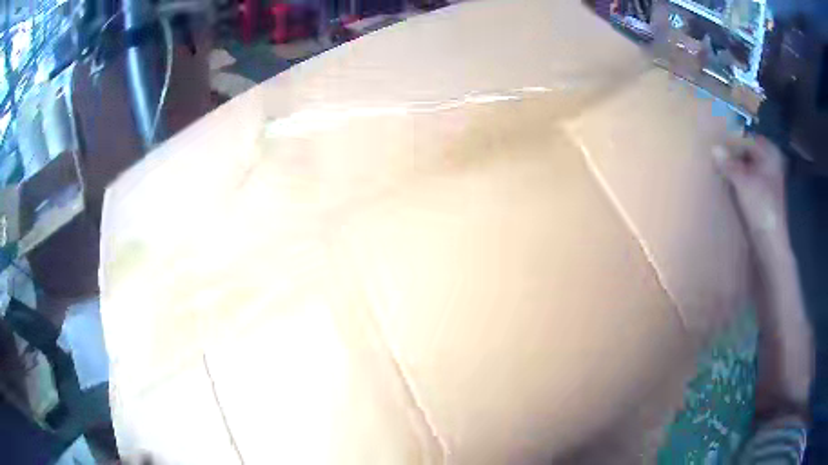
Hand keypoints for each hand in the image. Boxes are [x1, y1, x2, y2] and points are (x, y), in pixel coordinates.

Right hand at [713, 135, 788, 257]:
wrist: (770, 244)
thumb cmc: (762, 208)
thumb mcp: (743, 183)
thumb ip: (728, 164)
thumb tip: (713, 149)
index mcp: (770, 155)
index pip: (747, 138)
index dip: (733, 140)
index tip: (717, 142)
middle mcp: (770, 163)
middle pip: (748, 151)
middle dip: (733, 153)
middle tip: (717, 154)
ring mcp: (767, 180)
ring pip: (747, 165)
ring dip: (735, 166)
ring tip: (720, 167)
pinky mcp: (763, 194)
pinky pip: (748, 178)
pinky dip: (739, 178)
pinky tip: (729, 182)